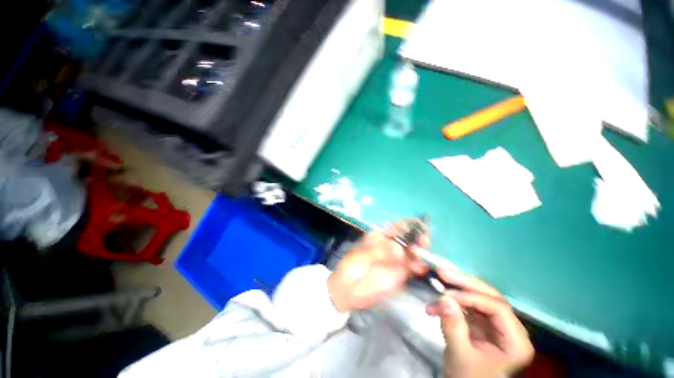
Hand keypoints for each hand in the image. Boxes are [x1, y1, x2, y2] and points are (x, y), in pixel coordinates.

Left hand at [327, 223, 428, 312]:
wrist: (349, 290)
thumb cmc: (352, 267)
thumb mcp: (362, 255)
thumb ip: (380, 251)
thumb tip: (399, 250)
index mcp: (381, 236)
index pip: (398, 227)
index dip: (410, 225)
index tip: (421, 225)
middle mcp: (392, 245)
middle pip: (410, 239)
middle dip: (419, 238)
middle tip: (423, 242)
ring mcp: (398, 259)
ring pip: (414, 252)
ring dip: (422, 252)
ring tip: (422, 255)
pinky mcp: (401, 273)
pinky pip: (414, 268)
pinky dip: (420, 266)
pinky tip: (421, 268)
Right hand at [426, 269, 533, 377]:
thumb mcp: (461, 356)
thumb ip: (454, 327)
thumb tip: (444, 298)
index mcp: (516, 341)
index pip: (497, 307)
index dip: (471, 297)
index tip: (446, 295)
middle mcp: (510, 329)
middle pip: (489, 297)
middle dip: (464, 283)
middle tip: (442, 272)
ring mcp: (496, 326)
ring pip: (477, 298)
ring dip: (455, 291)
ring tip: (437, 284)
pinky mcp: (482, 325)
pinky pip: (468, 306)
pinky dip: (452, 302)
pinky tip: (437, 303)